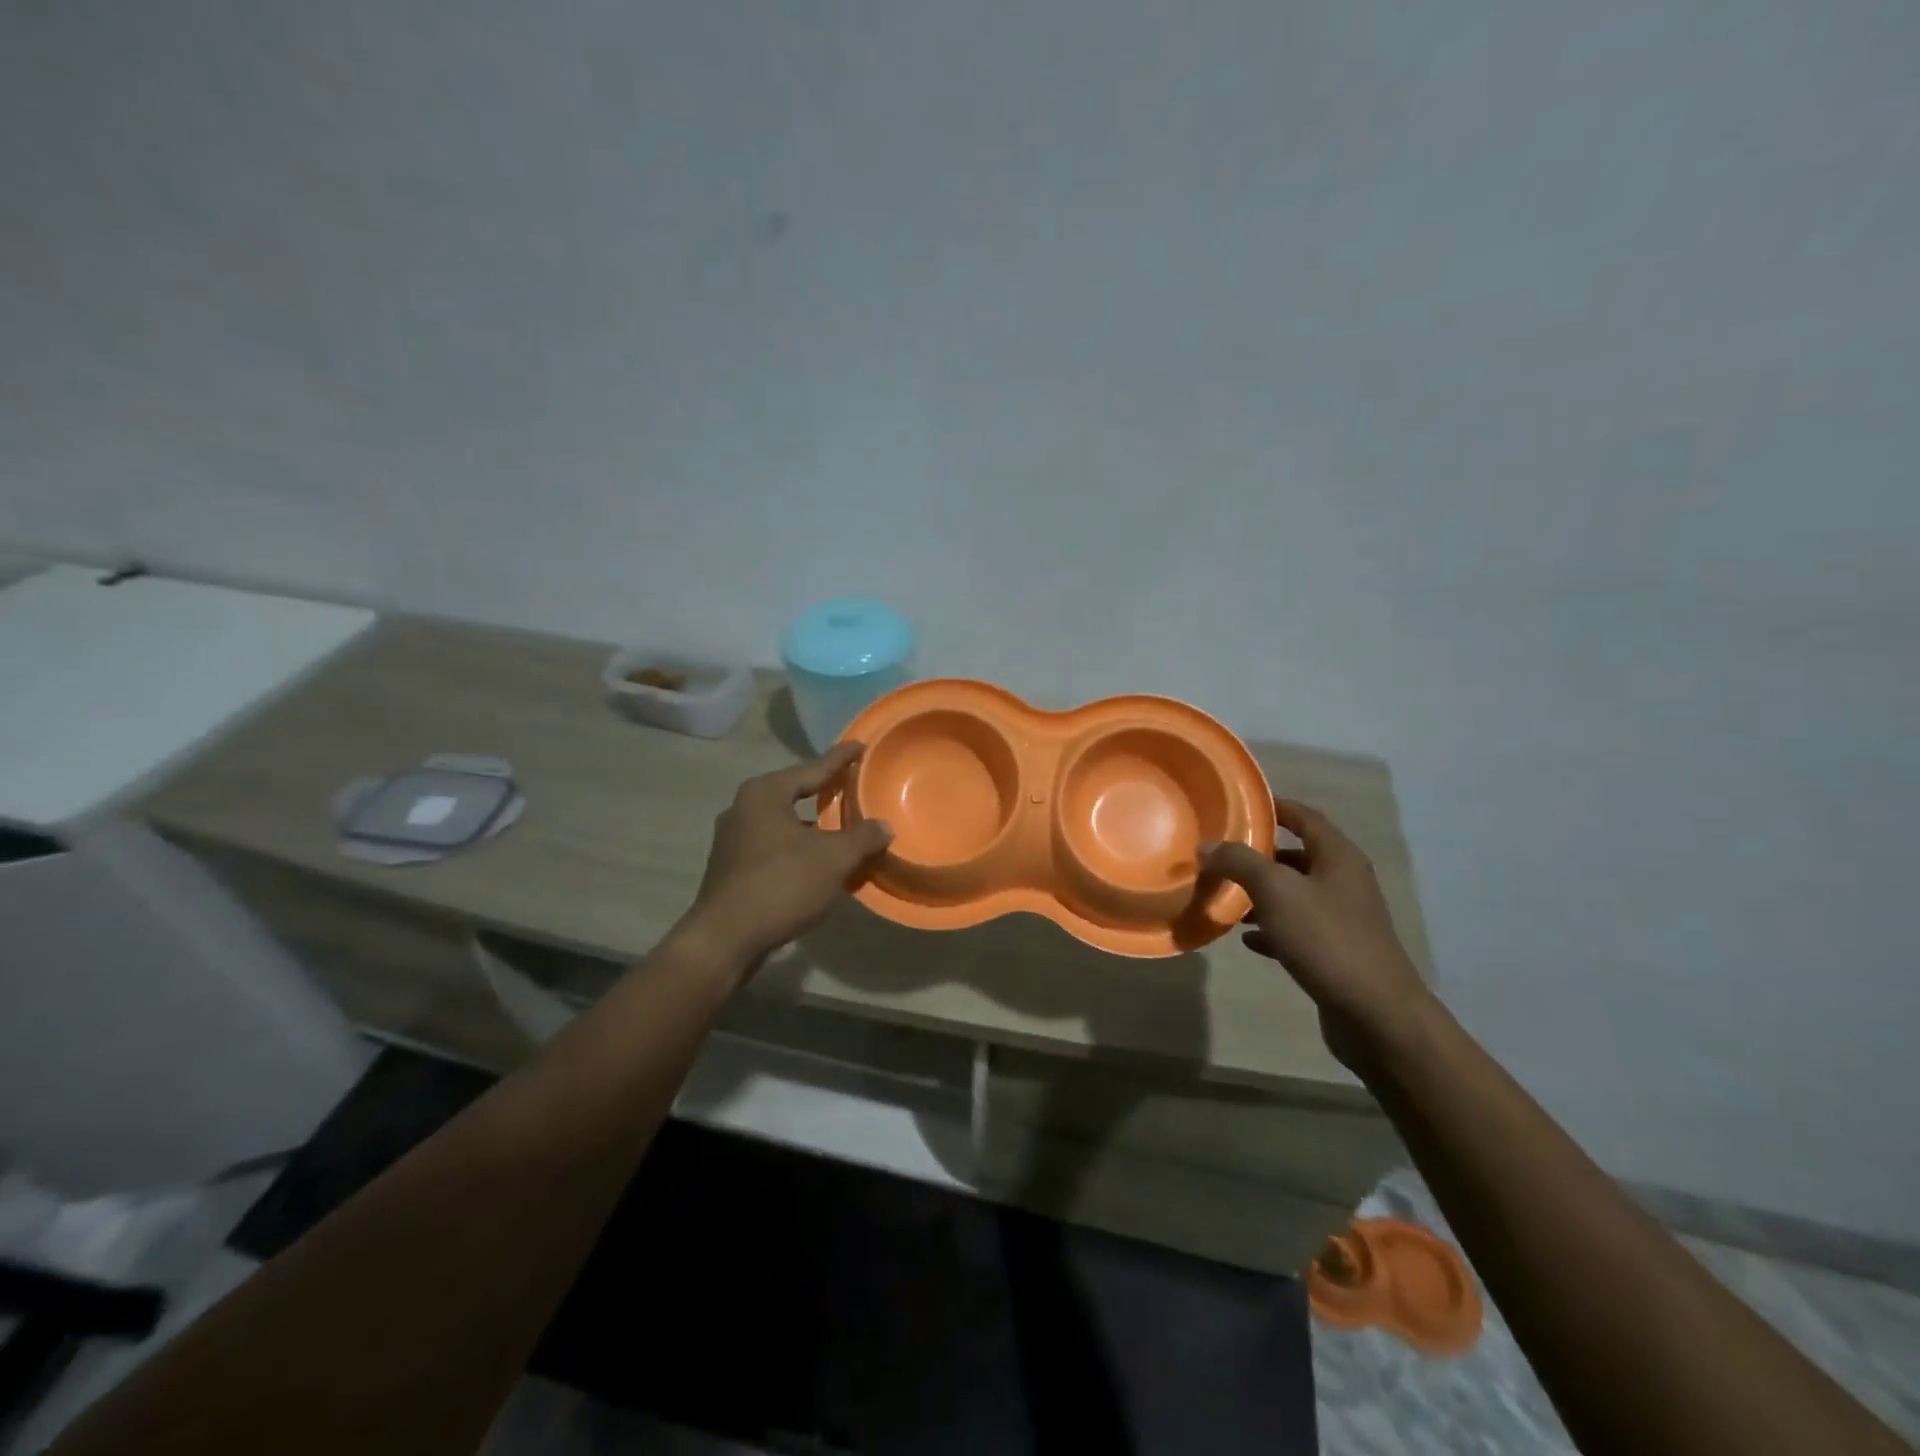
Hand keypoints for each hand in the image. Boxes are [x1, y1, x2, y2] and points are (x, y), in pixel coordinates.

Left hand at [679, 742, 892, 969]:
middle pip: (794, 793)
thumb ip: (862, 837)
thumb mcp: (833, 858)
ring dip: (811, 825)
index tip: (860, 746)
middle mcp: (743, 808)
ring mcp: (732, 839)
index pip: (812, 768)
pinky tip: (816, 862)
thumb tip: (884, 826)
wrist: (725, 938)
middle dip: (824, 791)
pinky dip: (797, 848)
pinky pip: (773, 846)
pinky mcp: (731, 868)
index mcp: (765, 793)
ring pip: (783, 823)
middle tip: (852, 785)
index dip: (840, 758)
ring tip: (840, 828)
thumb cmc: (781, 884)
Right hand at [1201, 800, 1433, 1062]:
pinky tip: (1245, 937)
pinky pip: (1295, 929)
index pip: (1303, 817)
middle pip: (1296, 856)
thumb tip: (1207, 846)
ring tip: (1222, 895)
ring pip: (1293, 894)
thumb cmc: (1327, 940)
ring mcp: (1341, 919)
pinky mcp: (1335, 952)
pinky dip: (1270, 928)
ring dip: (1259, 893)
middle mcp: (1344, 882)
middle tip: (1219, 854)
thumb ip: (1239, 862)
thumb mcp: (1276, 892)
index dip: (1272, 807)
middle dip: (1257, 855)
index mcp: (1338, 857)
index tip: (1236, 805)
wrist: (1376, 1015)